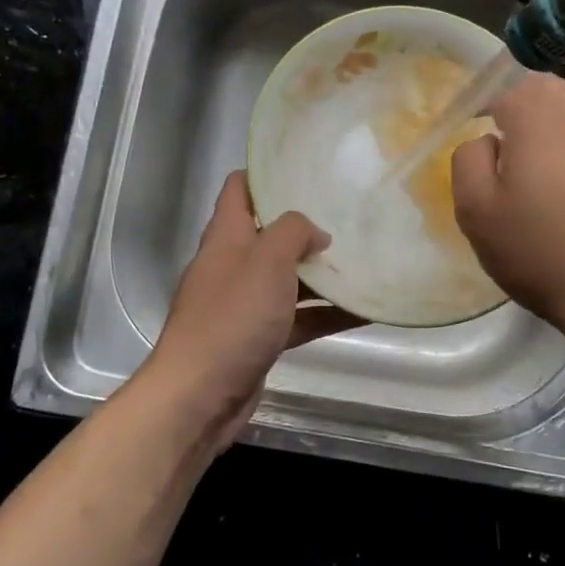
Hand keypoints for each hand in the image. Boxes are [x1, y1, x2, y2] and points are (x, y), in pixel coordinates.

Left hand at [140, 171, 359, 451]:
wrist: (199, 395)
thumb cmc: (232, 317)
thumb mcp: (267, 260)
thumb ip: (293, 232)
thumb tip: (315, 233)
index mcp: (226, 237)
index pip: (240, 189)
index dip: (267, 174)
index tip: (306, 170)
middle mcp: (232, 265)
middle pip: (268, 234)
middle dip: (306, 227)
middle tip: (349, 216)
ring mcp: (244, 304)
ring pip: (287, 279)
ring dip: (321, 274)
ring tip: (365, 262)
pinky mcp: (257, 339)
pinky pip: (296, 318)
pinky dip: (324, 314)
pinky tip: (362, 312)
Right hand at [452, 71, 564, 348]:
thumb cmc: (541, 250)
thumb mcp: (476, 211)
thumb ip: (468, 160)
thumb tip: (485, 141)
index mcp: (540, 115)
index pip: (504, 85)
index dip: (482, 106)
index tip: (471, 136)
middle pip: (542, 92)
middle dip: (517, 110)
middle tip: (499, 150)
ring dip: (547, 132)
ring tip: (531, 174)